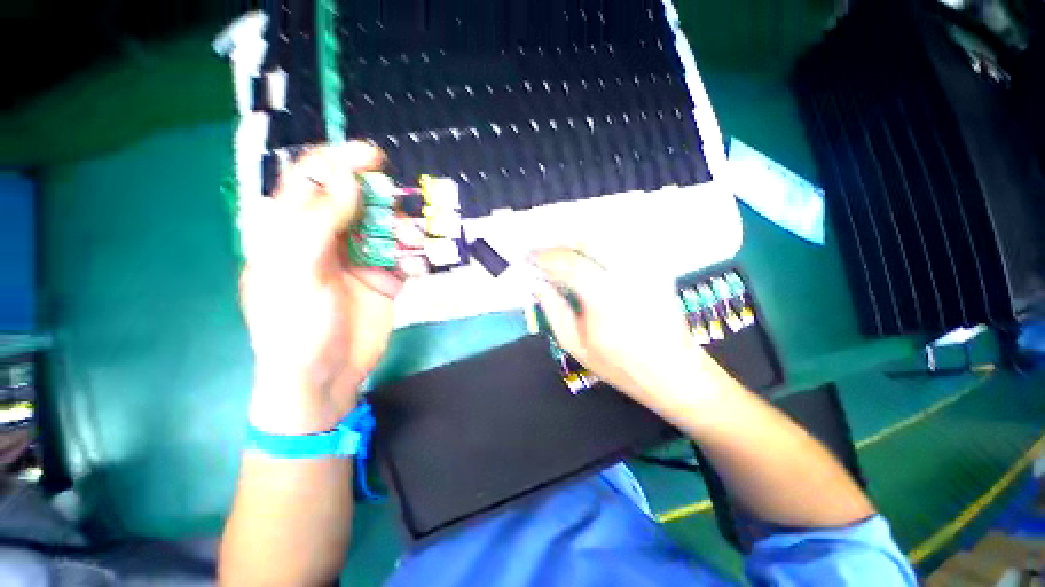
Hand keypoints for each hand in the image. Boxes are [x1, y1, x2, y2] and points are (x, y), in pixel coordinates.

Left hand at [239, 143, 403, 433]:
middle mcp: (329, 239)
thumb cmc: (297, 326)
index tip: (372, 156)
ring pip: (387, 228)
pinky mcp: (385, 279)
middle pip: (358, 202)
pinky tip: (413, 267)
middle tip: (396, 214)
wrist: (326, 376)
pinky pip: (405, 257)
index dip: (339, 162)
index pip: (312, 181)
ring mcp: (361, 260)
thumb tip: (348, 180)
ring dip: (402, 230)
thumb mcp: (297, 271)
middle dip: (381, 201)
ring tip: (409, 245)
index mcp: (294, 232)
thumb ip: (318, 222)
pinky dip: (414, 256)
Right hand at [530, 248, 713, 411]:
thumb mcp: (577, 346)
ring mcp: (645, 268)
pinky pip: (621, 245)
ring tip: (561, 252)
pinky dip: (598, 244)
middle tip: (544, 251)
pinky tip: (587, 256)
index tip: (530, 257)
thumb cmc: (621, 366)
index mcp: (605, 299)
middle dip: (561, 241)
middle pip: (589, 239)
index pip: (570, 263)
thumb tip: (537, 285)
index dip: (546, 256)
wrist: (675, 373)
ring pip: (606, 237)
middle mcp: (627, 276)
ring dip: (577, 239)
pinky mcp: (654, 268)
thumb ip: (554, 311)